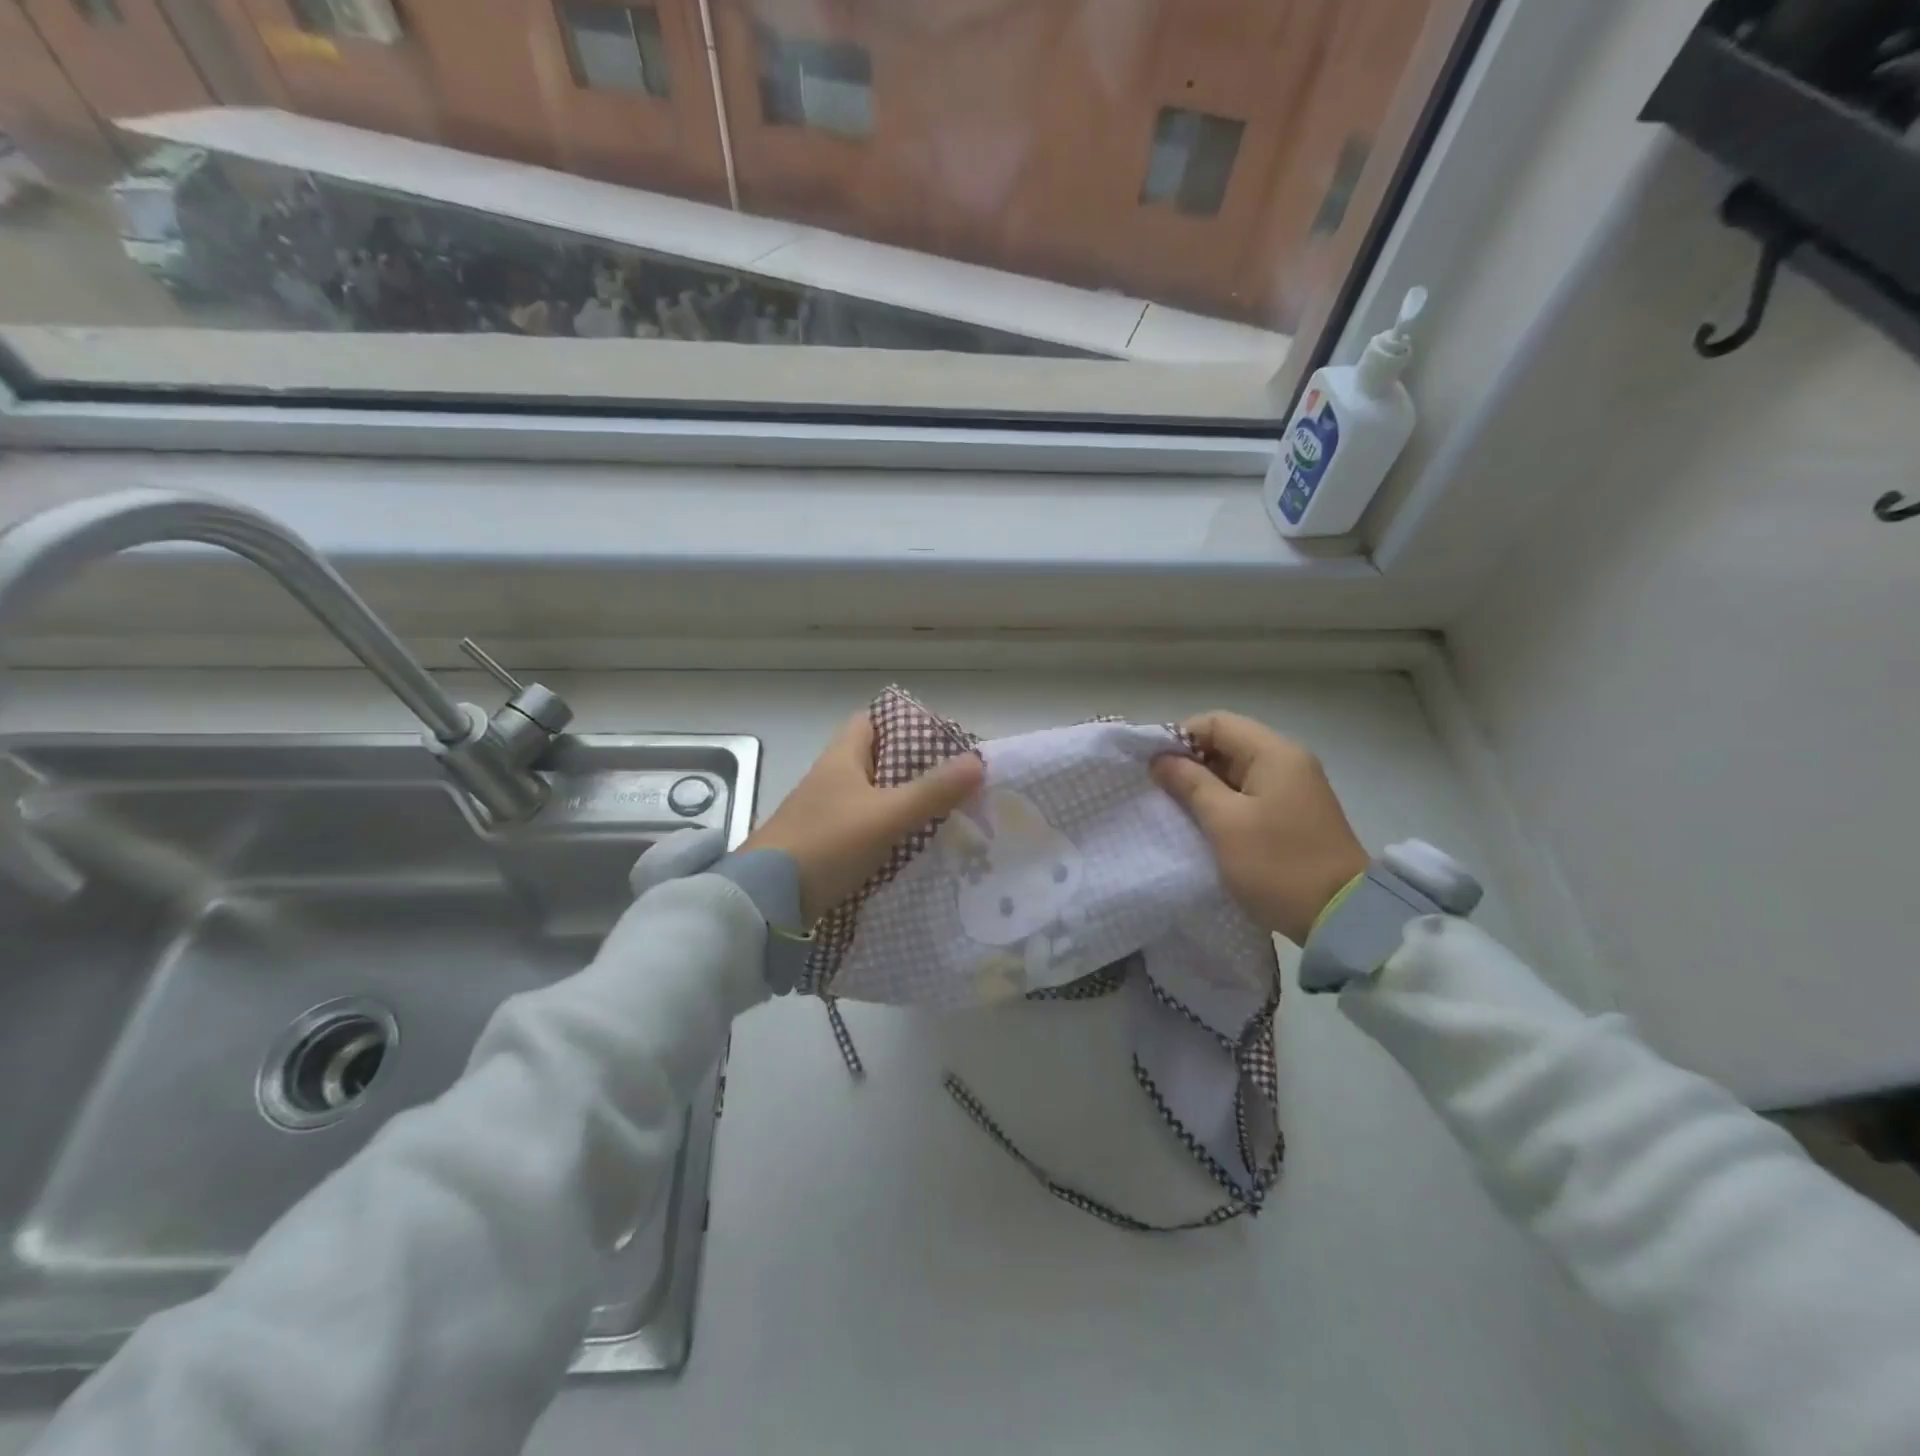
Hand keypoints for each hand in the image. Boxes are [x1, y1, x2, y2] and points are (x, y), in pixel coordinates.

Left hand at [743, 713, 984, 923]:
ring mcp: (822, 813)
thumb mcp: (887, 815)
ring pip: (870, 796)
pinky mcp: (821, 845)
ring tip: (942, 814)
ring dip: (901, 802)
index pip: (870, 721)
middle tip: (952, 782)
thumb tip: (979, 761)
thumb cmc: (828, 843)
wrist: (768, 900)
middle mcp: (829, 779)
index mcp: (841, 758)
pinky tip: (911, 847)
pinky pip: (862, 827)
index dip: (902, 724)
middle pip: (875, 760)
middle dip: (912, 768)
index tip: (939, 741)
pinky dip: (886, 831)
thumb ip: (932, 791)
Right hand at [1151, 711, 1367, 945]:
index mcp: (1274, 753)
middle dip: (1190, 762)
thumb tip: (1161, 759)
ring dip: (1204, 785)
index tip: (1153, 765)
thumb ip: (1189, 783)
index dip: (1180, 737)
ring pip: (1236, 771)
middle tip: (1159, 789)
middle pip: (1228, 743)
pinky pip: (1249, 794)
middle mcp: (1288, 762)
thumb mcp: (1224, 822)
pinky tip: (1204, 823)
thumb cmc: (1277, 864)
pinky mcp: (1293, 815)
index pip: (1216, 723)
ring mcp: (1294, 789)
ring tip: (1176, 808)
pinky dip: (1223, 802)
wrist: (1341, 918)